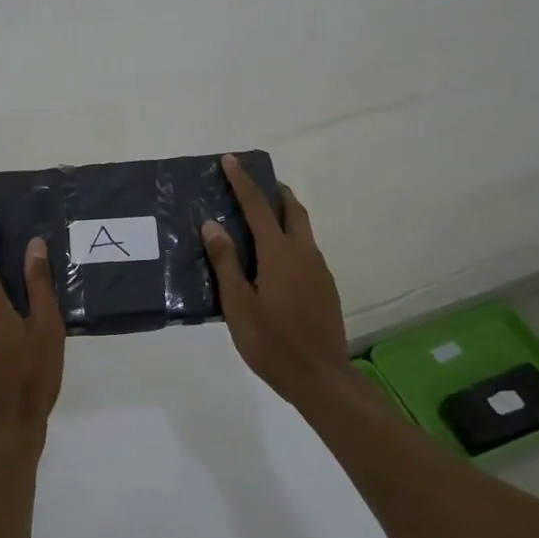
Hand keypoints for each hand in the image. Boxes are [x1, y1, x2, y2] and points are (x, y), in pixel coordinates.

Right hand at [202, 154, 350, 403]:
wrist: (321, 378)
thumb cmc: (272, 342)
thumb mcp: (238, 304)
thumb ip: (226, 262)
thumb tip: (212, 224)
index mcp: (279, 253)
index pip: (258, 206)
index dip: (243, 181)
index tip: (231, 159)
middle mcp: (303, 252)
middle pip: (292, 208)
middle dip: (274, 190)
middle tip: (253, 183)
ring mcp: (319, 269)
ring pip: (302, 228)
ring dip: (283, 213)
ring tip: (260, 217)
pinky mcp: (325, 286)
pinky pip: (306, 249)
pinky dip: (289, 238)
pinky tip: (274, 259)